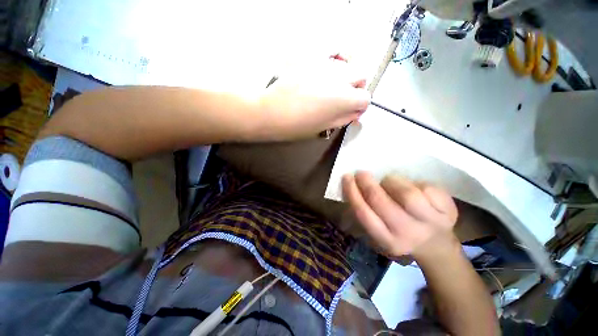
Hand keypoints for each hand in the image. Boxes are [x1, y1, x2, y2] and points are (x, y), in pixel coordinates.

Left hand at [257, 58, 369, 139]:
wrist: (271, 112)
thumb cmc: (297, 126)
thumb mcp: (324, 127)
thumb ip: (344, 118)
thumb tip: (355, 113)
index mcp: (344, 99)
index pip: (365, 98)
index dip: (359, 107)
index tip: (350, 112)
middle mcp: (339, 77)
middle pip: (360, 76)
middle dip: (355, 88)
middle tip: (341, 99)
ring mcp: (324, 65)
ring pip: (346, 65)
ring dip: (343, 77)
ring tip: (328, 89)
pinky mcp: (311, 59)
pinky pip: (330, 56)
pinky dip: (331, 64)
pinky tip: (321, 75)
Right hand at [342, 171, 457, 259]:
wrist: (435, 245)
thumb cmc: (400, 232)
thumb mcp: (380, 230)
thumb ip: (367, 211)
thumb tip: (354, 186)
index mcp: (386, 239)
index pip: (364, 213)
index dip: (352, 192)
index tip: (347, 177)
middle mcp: (407, 234)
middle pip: (382, 203)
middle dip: (368, 184)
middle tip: (362, 173)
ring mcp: (430, 223)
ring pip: (407, 194)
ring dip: (393, 181)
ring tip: (389, 180)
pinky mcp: (448, 212)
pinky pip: (428, 188)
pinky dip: (417, 183)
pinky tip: (415, 188)